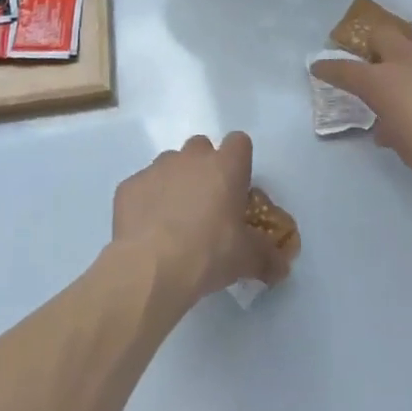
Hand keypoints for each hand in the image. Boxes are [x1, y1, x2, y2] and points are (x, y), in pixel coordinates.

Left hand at [112, 132, 288, 302]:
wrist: (152, 267)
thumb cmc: (209, 253)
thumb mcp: (247, 259)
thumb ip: (267, 258)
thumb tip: (282, 268)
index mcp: (225, 167)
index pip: (239, 142)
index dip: (239, 161)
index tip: (238, 186)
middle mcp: (191, 158)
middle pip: (202, 148)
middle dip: (204, 169)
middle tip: (206, 205)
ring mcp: (156, 168)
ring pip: (169, 164)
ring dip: (174, 183)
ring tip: (173, 221)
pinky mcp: (129, 185)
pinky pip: (142, 187)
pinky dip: (146, 202)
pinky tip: (147, 231)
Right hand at [312, 21, 411, 196]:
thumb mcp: (404, 147)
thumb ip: (391, 129)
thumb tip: (388, 127)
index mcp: (383, 82)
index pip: (344, 70)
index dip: (329, 68)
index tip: (319, 66)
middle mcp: (408, 57)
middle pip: (382, 34)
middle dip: (377, 45)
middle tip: (383, 62)